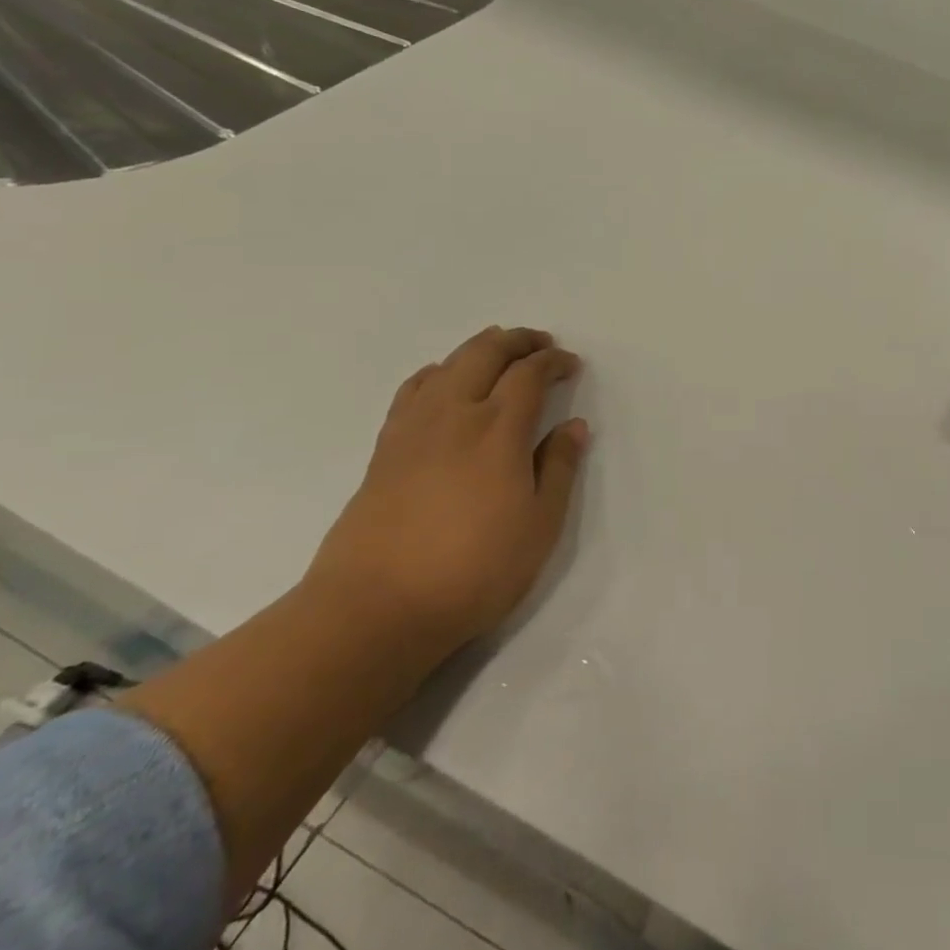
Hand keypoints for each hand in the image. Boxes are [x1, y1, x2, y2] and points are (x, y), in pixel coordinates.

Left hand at [303, 327, 588, 653]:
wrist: (376, 608)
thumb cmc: (474, 569)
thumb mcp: (540, 525)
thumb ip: (559, 468)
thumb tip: (574, 425)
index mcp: (498, 430)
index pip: (529, 375)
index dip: (553, 362)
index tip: (571, 365)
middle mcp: (454, 415)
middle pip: (484, 354)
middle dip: (516, 341)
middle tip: (540, 343)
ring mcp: (413, 429)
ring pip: (446, 365)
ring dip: (477, 349)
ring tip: (497, 350)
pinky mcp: (385, 449)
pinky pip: (413, 390)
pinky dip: (436, 372)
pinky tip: (442, 382)